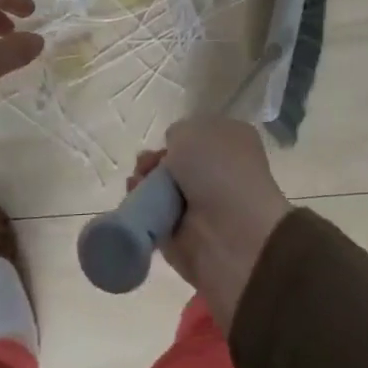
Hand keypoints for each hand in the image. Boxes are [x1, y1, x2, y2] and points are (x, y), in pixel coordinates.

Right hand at [129, 117, 290, 326]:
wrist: (232, 234)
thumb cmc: (218, 170)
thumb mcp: (192, 131)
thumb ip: (177, 134)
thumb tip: (174, 153)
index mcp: (231, 142)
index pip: (198, 134)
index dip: (177, 137)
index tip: (165, 142)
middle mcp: (218, 173)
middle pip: (175, 162)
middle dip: (154, 161)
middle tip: (145, 165)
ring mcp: (201, 206)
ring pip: (161, 189)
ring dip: (144, 184)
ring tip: (137, 183)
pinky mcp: (183, 237)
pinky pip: (153, 217)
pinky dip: (140, 210)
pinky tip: (135, 200)